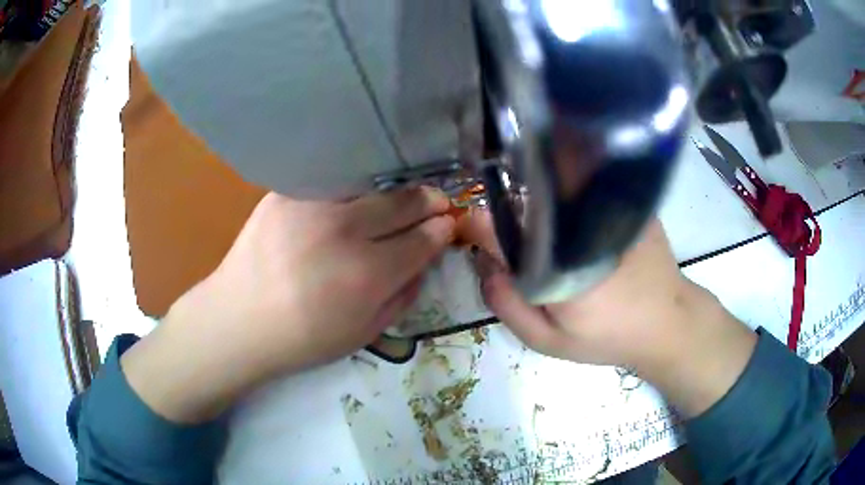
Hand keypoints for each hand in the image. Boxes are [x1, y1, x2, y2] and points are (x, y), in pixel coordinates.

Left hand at [122, 188, 454, 421]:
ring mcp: (311, 205)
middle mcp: (343, 231)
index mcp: (367, 275)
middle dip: (428, 201)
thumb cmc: (303, 339)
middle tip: (436, 202)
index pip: (423, 239)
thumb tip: (426, 259)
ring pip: (371, 183)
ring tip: (400, 197)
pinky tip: (355, 196)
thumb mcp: (364, 333)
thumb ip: (404, 295)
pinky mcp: (285, 193)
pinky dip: (353, 186)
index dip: (442, 229)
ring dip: (393, 190)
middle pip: (403, 202)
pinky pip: (332, 181)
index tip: (448, 224)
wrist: (238, 321)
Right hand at [466, 214, 756, 415]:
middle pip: (523, 200)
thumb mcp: (550, 341)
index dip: (476, 227)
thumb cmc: (608, 336)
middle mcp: (577, 221)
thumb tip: (484, 266)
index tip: (474, 236)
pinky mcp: (626, 198)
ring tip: (543, 226)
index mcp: (555, 258)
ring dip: (539, 200)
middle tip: (515, 240)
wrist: (668, 322)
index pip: (495, 226)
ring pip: (555, 188)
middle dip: (509, 213)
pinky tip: (575, 213)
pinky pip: (586, 186)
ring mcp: (605, 203)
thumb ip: (509, 307)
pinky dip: (570, 192)